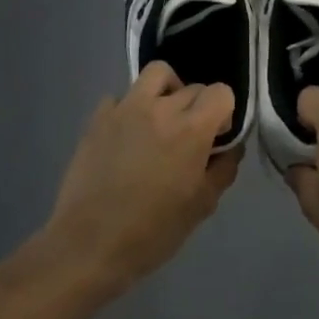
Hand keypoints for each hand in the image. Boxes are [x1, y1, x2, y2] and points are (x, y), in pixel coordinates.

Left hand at [45, 64, 239, 289]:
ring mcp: (126, 109)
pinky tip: (128, 135)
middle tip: (188, 139)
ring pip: (157, 74)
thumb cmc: (152, 231)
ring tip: (161, 119)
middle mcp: (161, 109)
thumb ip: (223, 170)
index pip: (221, 92)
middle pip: (193, 87)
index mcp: (191, 130)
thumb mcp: (202, 207)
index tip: (215, 138)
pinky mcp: (98, 118)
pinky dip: (130, 108)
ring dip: (168, 90)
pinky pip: (121, 97)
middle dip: (198, 108)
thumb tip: (229, 149)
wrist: (88, 245)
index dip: (224, 113)